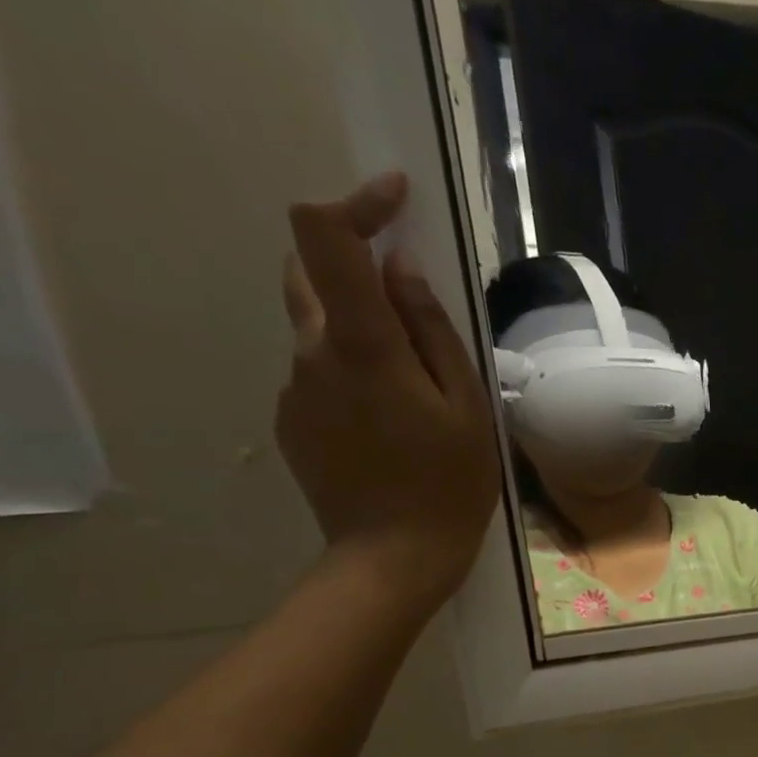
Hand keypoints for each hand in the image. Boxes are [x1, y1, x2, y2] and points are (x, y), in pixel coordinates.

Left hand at [279, 173, 499, 614]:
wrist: (392, 557)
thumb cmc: (449, 484)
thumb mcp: (466, 407)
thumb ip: (431, 331)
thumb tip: (400, 267)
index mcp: (362, 345)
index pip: (324, 236)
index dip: (354, 202)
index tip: (396, 199)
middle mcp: (312, 352)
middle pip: (307, 271)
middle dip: (353, 261)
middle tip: (409, 293)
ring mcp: (294, 387)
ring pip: (316, 326)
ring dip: (359, 327)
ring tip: (414, 381)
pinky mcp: (290, 419)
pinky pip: (318, 372)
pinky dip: (351, 371)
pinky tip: (390, 420)